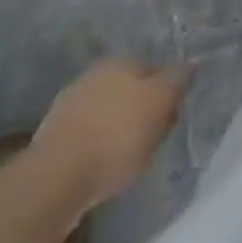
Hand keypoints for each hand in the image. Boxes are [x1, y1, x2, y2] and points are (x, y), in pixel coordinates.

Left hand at [30, 58, 190, 215]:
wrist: (54, 181)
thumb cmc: (118, 136)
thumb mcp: (161, 103)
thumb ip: (178, 80)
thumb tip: (192, 62)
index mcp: (121, 61)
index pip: (154, 69)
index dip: (166, 92)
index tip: (170, 117)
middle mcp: (93, 75)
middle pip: (127, 90)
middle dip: (138, 109)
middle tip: (150, 137)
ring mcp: (67, 106)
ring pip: (104, 112)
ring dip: (114, 128)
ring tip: (124, 157)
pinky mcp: (49, 139)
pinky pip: (84, 137)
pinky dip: (93, 147)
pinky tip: (98, 166)